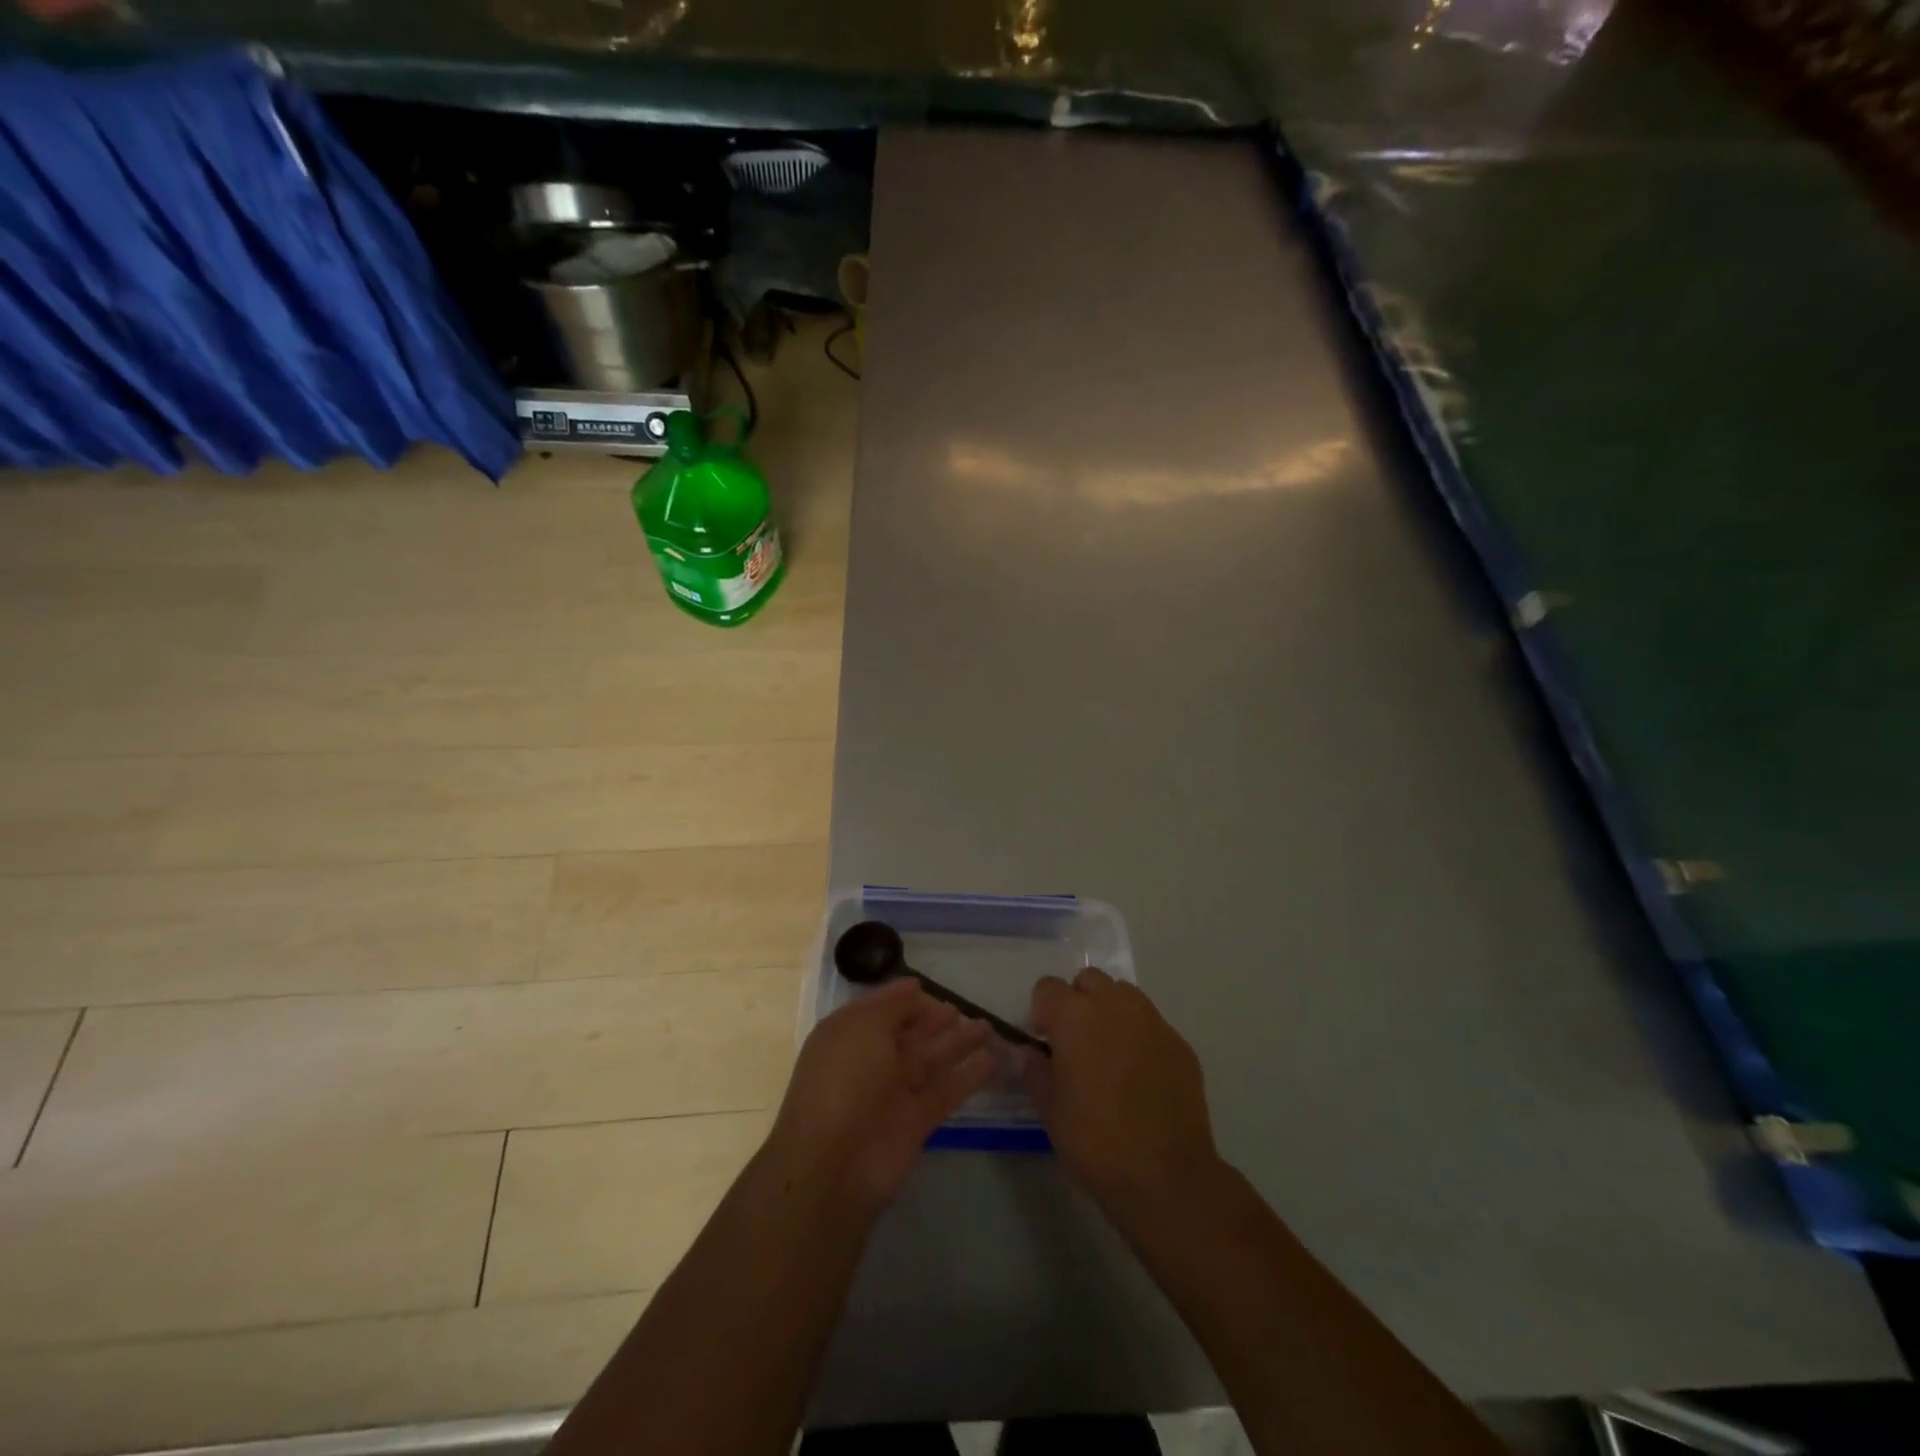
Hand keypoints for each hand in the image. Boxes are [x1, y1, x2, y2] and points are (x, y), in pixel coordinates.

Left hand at [767, 977, 998, 1214]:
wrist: (834, 1164)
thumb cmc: (844, 1079)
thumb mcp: (864, 1027)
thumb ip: (894, 1005)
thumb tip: (913, 987)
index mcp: (849, 1035)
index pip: (880, 1010)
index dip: (904, 999)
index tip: (930, 987)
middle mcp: (871, 1061)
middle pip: (909, 1034)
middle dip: (934, 1020)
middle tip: (963, 1009)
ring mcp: (894, 1092)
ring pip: (931, 1060)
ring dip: (959, 1043)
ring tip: (989, 1027)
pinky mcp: (916, 1121)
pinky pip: (946, 1091)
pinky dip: (969, 1076)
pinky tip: (994, 1060)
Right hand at [1024, 967, 1219, 1217]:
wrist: (1167, 1177)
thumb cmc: (1096, 1142)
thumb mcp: (1051, 1110)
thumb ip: (1036, 1071)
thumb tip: (1031, 1052)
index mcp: (1074, 1016)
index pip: (1047, 987)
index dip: (1042, 1012)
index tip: (1044, 1042)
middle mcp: (1114, 1005)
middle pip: (1088, 980)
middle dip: (1077, 1001)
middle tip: (1076, 1043)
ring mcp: (1152, 1020)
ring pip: (1123, 995)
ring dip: (1110, 1012)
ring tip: (1109, 1054)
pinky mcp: (1179, 1042)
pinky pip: (1151, 1023)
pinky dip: (1139, 1036)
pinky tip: (1140, 1076)